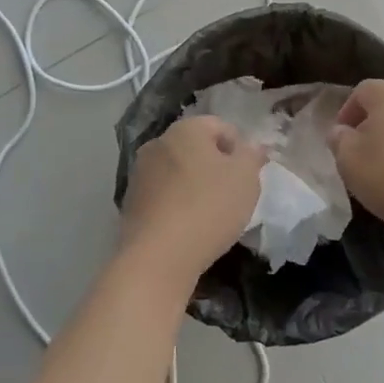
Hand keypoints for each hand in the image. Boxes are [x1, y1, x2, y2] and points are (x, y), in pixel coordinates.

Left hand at [122, 116, 265, 279]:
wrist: (158, 256)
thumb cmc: (208, 207)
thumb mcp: (246, 178)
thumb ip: (252, 156)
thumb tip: (252, 147)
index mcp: (186, 129)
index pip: (220, 126)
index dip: (240, 149)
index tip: (249, 176)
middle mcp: (158, 143)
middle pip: (196, 148)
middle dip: (216, 166)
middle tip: (234, 195)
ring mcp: (140, 173)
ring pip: (178, 172)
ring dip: (195, 186)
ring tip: (212, 215)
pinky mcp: (131, 202)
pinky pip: (164, 195)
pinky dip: (177, 204)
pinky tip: (188, 228)